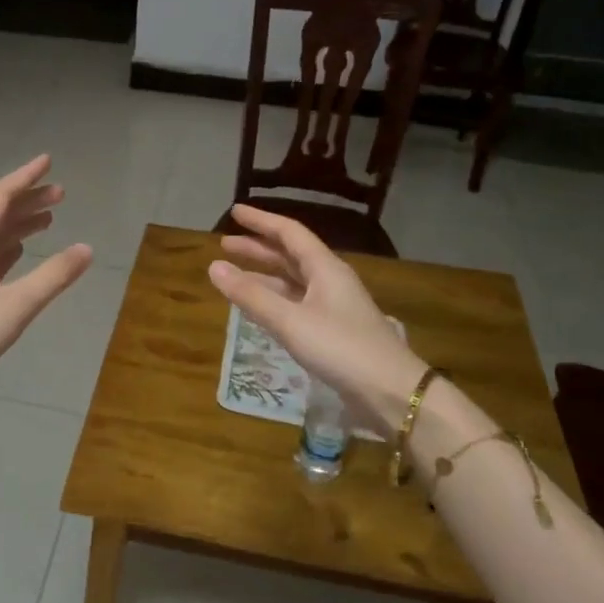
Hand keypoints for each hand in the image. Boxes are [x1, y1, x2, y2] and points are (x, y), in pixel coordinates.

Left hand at [0, 154, 92, 405]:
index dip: (25, 178)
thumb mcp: (17, 305)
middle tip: (61, 193)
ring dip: (19, 225)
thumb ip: (54, 275)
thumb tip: (87, 248)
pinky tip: (20, 253)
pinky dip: (6, 248)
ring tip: (49, 220)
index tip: (48, 161)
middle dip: (28, 201)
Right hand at [208, 203, 424, 431]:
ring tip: (234, 276)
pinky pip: (297, 303)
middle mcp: (330, 280)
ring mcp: (334, 306)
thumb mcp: (290, 320)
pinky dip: (274, 299)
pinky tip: (260, 308)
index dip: (261, 221)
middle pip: (290, 255)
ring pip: (293, 281)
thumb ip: (251, 295)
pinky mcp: (333, 330)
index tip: (235, 212)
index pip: (289, 233)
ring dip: (264, 275)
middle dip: (258, 248)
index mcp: (325, 268)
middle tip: (226, 244)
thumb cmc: (340, 348)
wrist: (389, 390)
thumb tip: (213, 267)